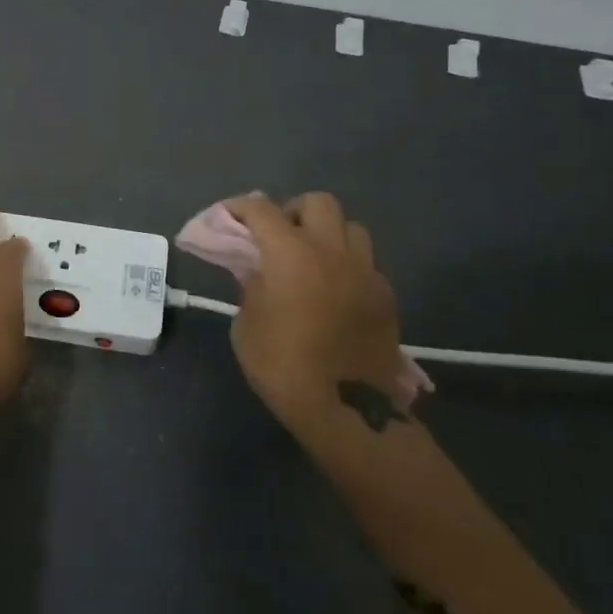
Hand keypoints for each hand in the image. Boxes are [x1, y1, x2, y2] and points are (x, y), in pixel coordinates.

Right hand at [221, 193, 415, 434]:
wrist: (347, 411)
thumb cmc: (283, 366)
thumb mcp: (247, 324)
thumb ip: (251, 286)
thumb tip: (258, 270)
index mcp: (290, 253)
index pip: (261, 209)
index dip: (239, 207)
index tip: (226, 216)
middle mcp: (331, 250)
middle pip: (318, 202)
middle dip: (294, 211)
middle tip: (278, 236)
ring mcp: (365, 271)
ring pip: (351, 227)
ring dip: (327, 233)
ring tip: (312, 258)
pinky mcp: (386, 296)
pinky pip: (366, 263)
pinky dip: (347, 265)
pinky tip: (335, 290)